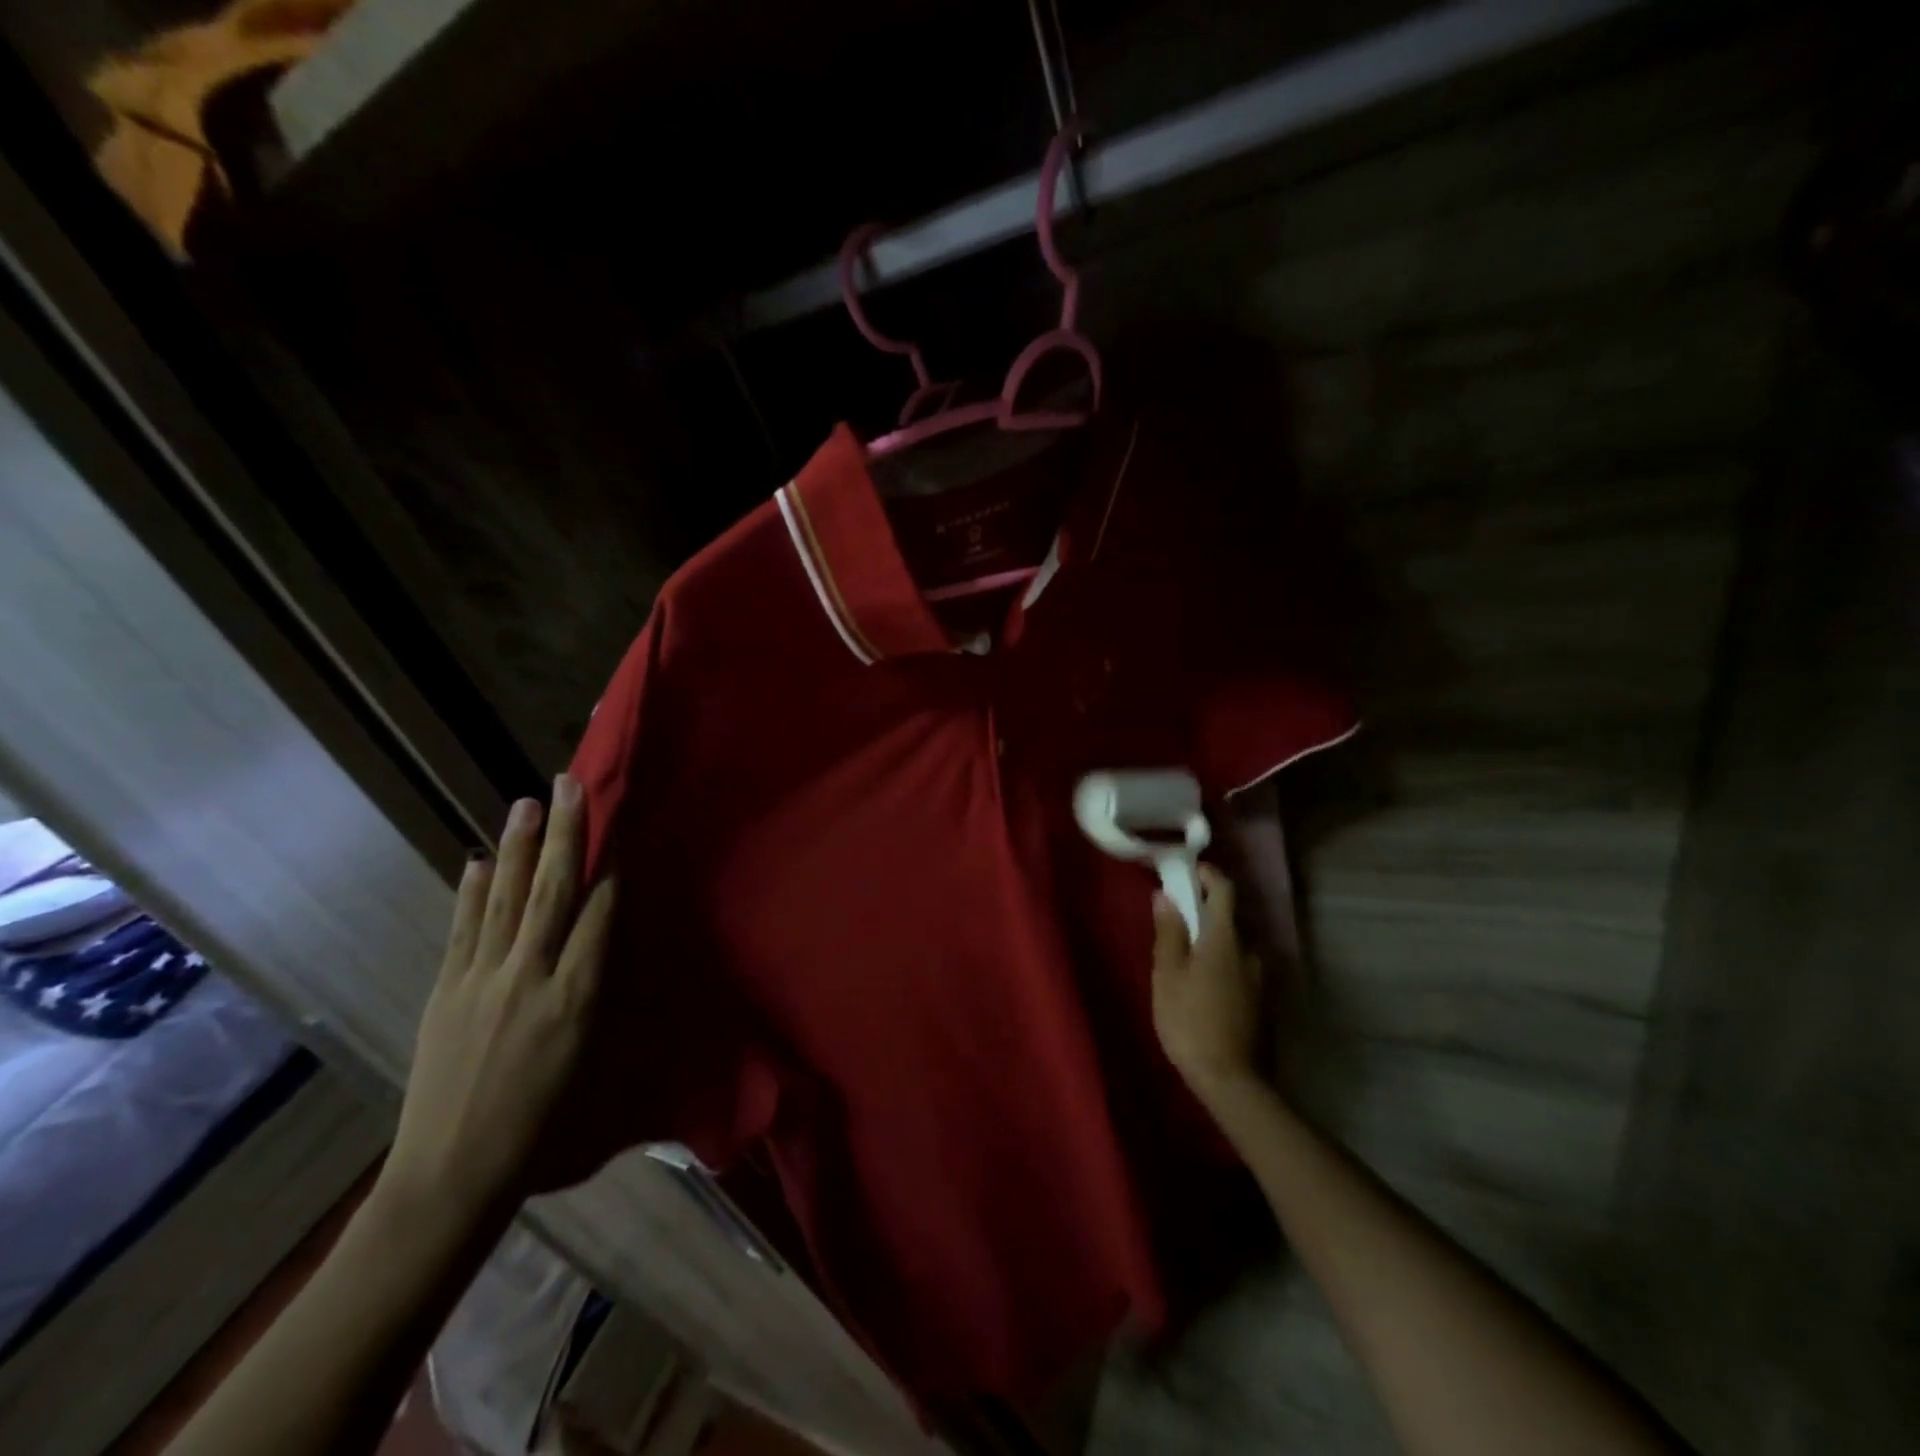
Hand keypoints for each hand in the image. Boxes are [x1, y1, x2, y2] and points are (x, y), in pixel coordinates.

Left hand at [382, 774, 615, 1216]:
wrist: (453, 1174)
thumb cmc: (545, 1124)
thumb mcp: (592, 1059)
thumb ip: (600, 994)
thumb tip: (605, 942)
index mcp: (577, 999)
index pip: (599, 916)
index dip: (609, 869)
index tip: (618, 828)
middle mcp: (531, 978)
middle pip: (553, 892)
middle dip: (566, 835)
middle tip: (570, 785)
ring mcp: (482, 982)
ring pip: (507, 900)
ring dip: (520, 847)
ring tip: (527, 802)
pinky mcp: (446, 992)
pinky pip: (463, 931)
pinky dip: (473, 893)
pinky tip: (480, 861)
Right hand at [1151, 864, 1263, 1101]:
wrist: (1232, 1080)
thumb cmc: (1190, 1021)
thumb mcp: (1168, 975)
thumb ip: (1169, 932)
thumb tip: (1166, 895)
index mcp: (1225, 938)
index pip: (1224, 890)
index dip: (1208, 875)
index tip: (1188, 871)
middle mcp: (1250, 951)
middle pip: (1230, 917)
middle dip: (1205, 910)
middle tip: (1177, 917)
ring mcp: (1260, 977)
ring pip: (1235, 945)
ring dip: (1213, 939)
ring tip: (1186, 954)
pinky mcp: (1261, 1001)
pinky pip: (1239, 967)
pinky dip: (1222, 962)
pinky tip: (1203, 983)